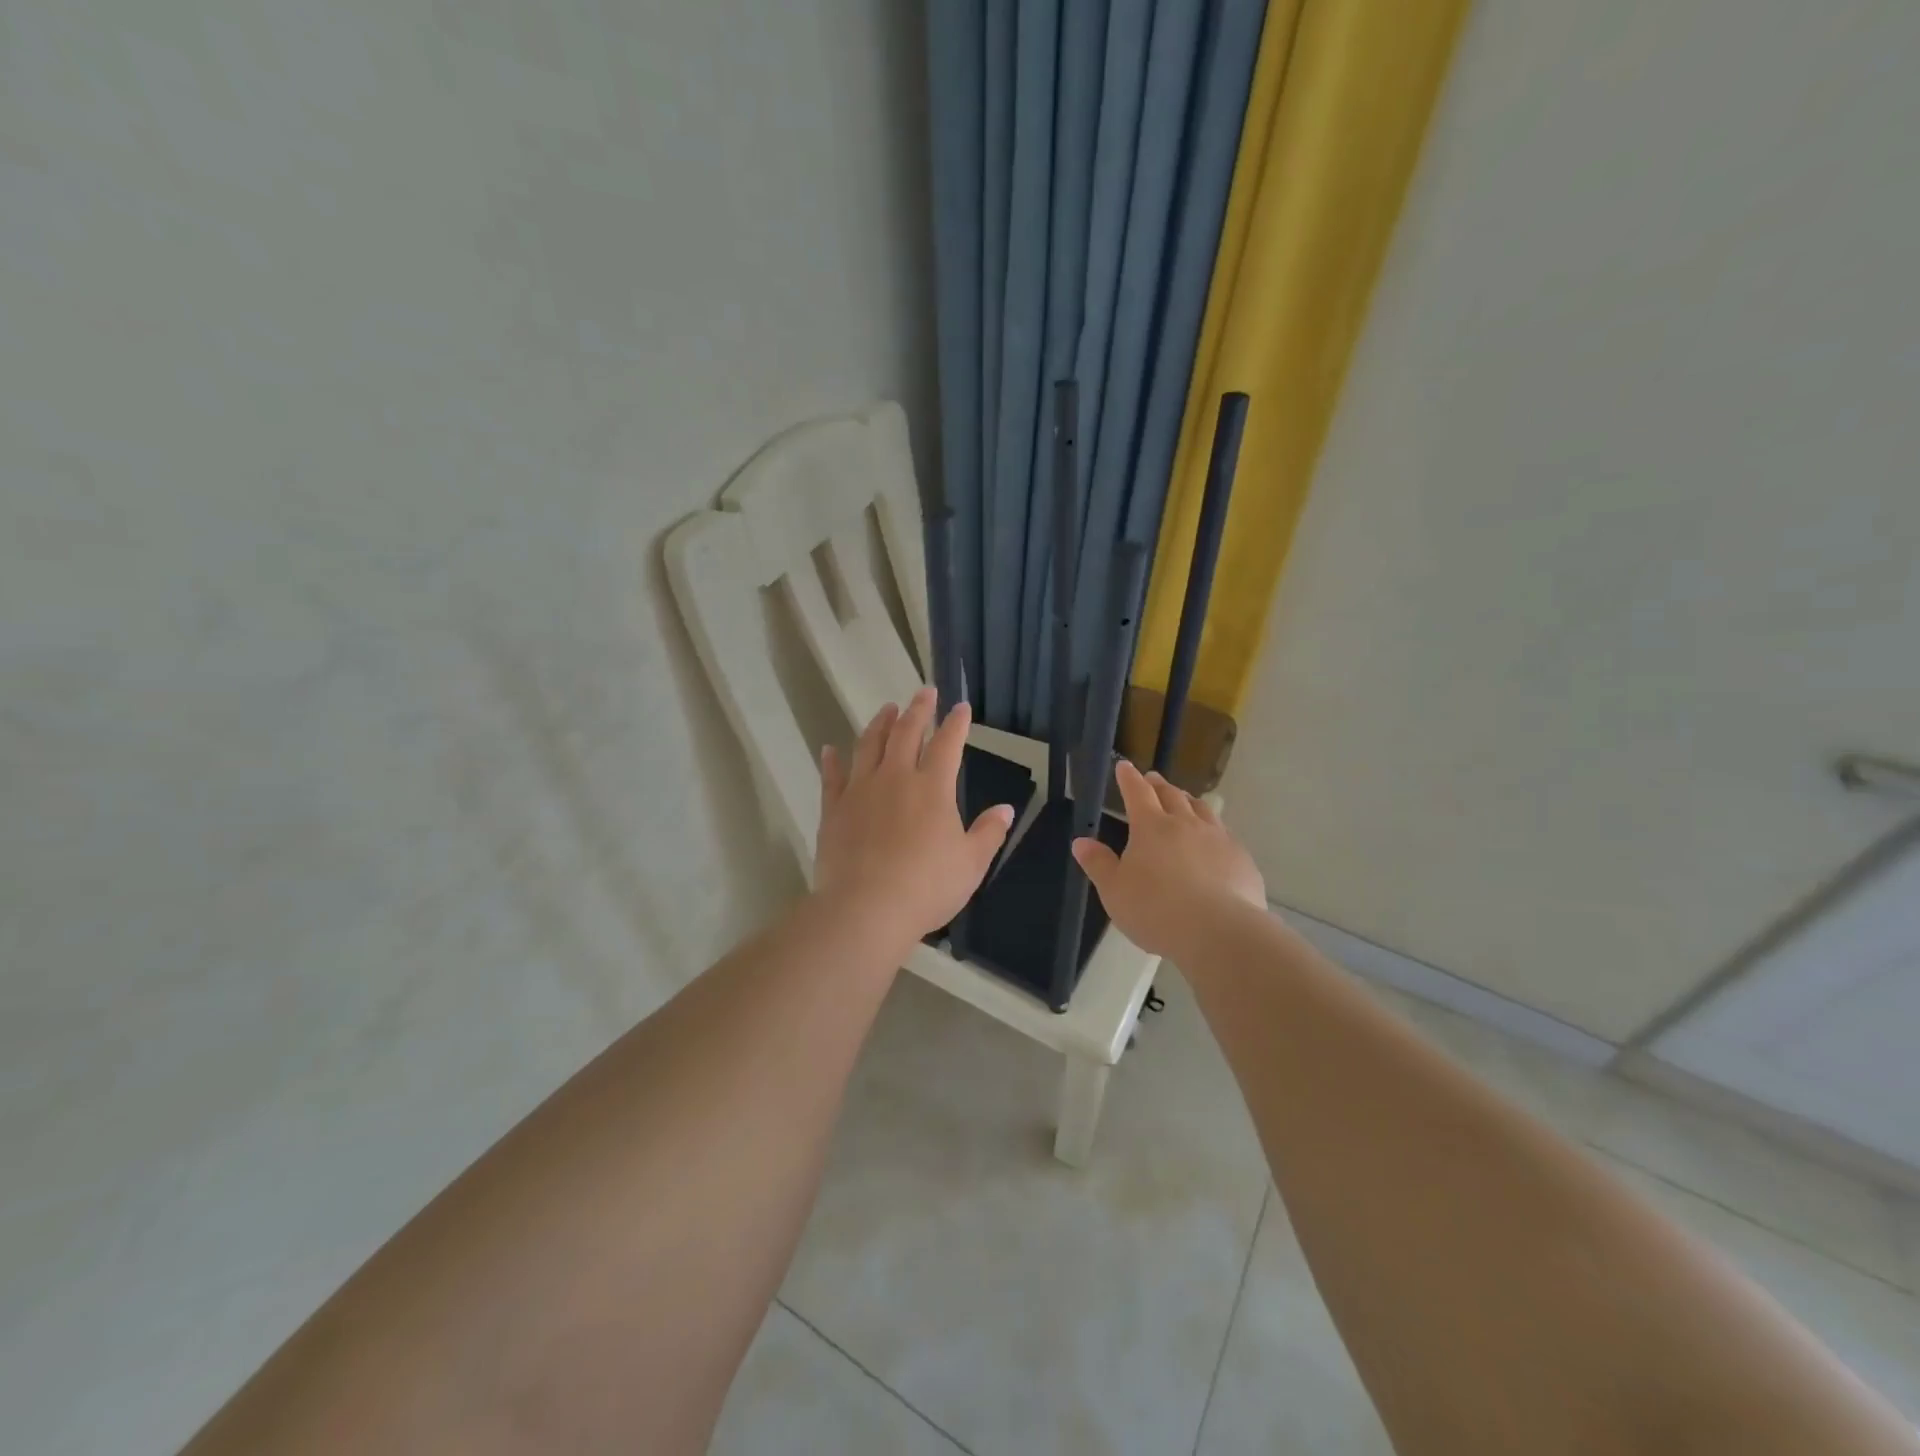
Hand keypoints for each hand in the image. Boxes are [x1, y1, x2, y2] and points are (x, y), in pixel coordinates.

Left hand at [813, 686, 1015, 944]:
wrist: (866, 908)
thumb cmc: (927, 887)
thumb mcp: (971, 864)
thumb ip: (988, 833)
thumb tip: (1006, 809)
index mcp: (933, 787)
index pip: (948, 744)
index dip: (956, 723)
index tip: (961, 707)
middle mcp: (896, 778)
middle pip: (907, 733)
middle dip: (918, 710)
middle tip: (924, 693)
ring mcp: (861, 790)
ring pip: (869, 745)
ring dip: (880, 724)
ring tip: (887, 709)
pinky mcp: (834, 809)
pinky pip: (833, 777)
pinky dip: (832, 760)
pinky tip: (831, 749)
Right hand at [1071, 760, 1265, 957]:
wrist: (1218, 932)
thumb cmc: (1156, 910)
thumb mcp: (1115, 891)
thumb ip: (1098, 864)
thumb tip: (1081, 841)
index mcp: (1151, 827)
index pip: (1137, 793)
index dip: (1128, 778)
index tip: (1124, 766)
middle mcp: (1186, 824)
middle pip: (1172, 795)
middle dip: (1159, 785)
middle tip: (1153, 779)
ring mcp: (1217, 838)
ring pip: (1202, 809)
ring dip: (1189, 800)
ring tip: (1185, 799)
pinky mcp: (1241, 858)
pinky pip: (1225, 834)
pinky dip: (1214, 829)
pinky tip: (1215, 840)